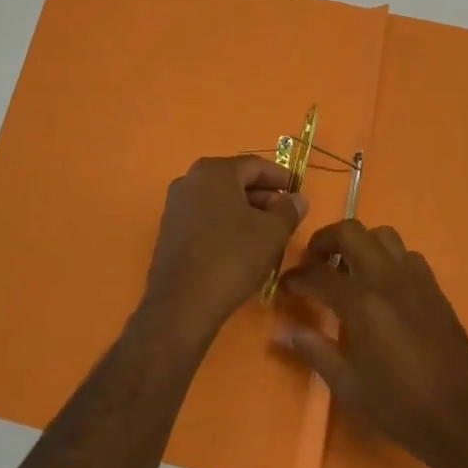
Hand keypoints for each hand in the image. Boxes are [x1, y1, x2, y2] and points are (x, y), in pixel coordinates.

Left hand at [142, 155, 308, 343]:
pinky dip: (226, 225)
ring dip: (245, 212)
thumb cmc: (232, 257)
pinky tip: (242, 246)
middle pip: (234, 180)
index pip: (254, 165)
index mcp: (213, 171)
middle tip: (286, 215)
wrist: (183, 303)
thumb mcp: (272, 233)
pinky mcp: (170, 231)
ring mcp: (176, 206)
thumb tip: (297, 199)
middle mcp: (189, 180)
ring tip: (268, 233)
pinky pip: (205, 218)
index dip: (280, 177)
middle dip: (263, 196)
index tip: (298, 191)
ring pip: (219, 201)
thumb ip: (288, 210)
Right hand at [277, 220, 467, 467]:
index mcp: (361, 301)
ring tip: (349, 270)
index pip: (317, 274)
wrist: (463, 420)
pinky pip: (406, 255)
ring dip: (359, 244)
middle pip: (350, 232)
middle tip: (314, 263)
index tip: (284, 286)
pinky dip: (387, 258)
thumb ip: (313, 350)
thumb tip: (280, 330)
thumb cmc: (399, 407)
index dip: (295, 278)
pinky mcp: (434, 288)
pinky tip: (383, 286)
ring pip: (381, 235)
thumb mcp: (348, 385)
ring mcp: (414, 278)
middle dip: (325, 241)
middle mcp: (386, 277)